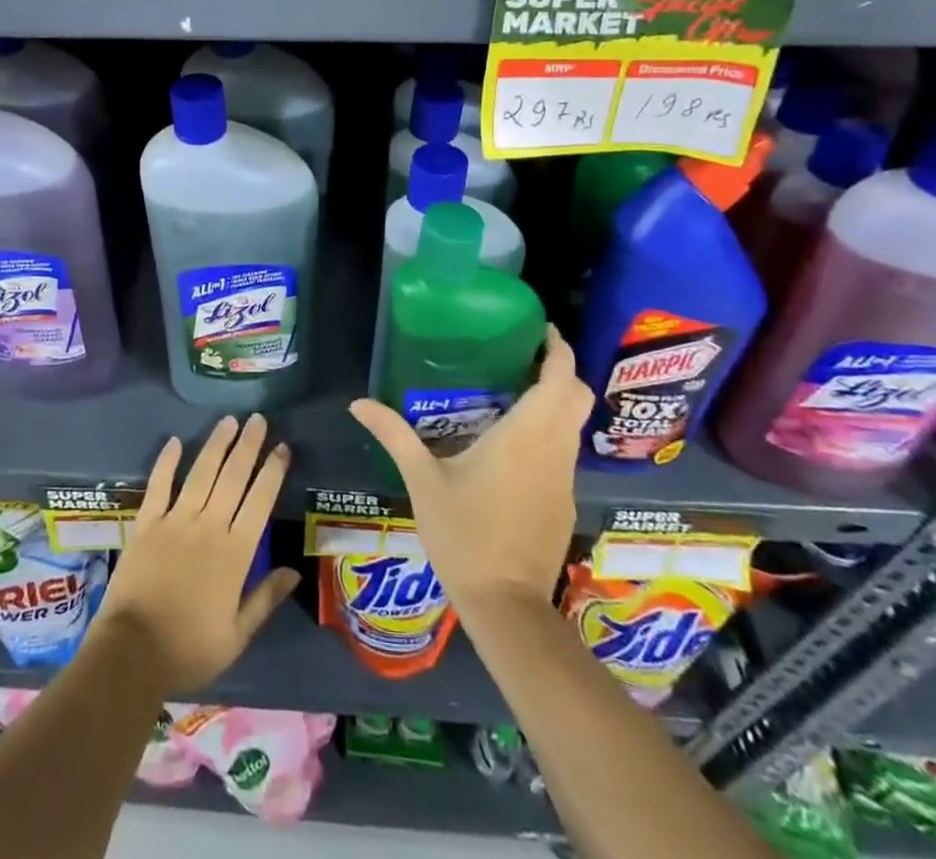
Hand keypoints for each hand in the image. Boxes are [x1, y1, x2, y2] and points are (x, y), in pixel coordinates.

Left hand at [93, 414, 300, 693]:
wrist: (133, 652)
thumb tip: (294, 570)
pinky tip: (175, 441)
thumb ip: (265, 598)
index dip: (273, 472)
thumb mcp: (237, 635)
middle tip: (258, 419)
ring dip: (216, 445)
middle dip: (248, 446)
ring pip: (201, 473)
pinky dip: (167, 461)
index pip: (260, 501)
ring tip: (229, 421)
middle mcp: (209, 526)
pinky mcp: (147, 523)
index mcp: (235, 553)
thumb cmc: (189, 648)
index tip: (282, 447)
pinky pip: (159, 485)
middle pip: (233, 477)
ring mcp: (175, 520)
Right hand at [349, 326, 589, 616]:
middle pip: (577, 397)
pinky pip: (564, 452)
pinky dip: (550, 433)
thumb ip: (394, 435)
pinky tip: (514, 444)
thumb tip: (358, 403)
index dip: (558, 349)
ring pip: (573, 425)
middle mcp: (553, 450)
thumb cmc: (463, 534)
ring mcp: (563, 478)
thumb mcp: (422, 480)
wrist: (505, 605)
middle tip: (524, 356)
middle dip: (560, 371)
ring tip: (514, 391)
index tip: (541, 329)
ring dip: (555, 402)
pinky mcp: (563, 502)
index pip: (559, 379)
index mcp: (524, 436)